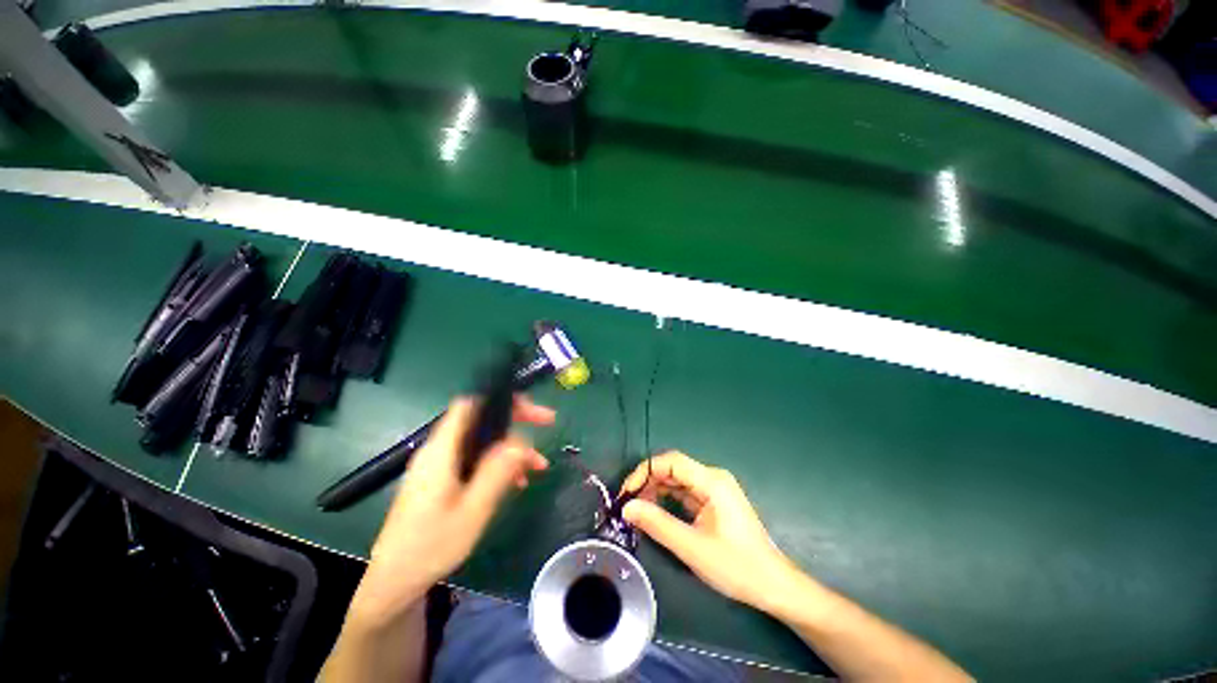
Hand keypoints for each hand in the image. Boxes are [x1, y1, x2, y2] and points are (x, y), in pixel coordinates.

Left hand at [349, 396, 554, 626]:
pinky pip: (476, 459)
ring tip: (537, 467)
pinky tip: (516, 483)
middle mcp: (440, 450)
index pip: (471, 405)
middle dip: (516, 421)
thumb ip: (497, 471)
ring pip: (483, 442)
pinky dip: (498, 464)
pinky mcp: (442, 479)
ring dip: (512, 448)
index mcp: (442, 450)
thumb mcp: (473, 510)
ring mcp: (440, 465)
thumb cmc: (431, 546)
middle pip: (482, 420)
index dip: (501, 399)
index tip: (530, 409)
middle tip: (547, 424)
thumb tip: (522, 441)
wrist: (394, 581)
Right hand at [620, 451, 798, 613]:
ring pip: (677, 480)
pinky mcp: (713, 501)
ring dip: (656, 492)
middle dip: (648, 482)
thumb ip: (657, 524)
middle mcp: (712, 477)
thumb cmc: (737, 567)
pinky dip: (667, 500)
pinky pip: (684, 492)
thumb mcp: (692, 547)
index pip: (671, 461)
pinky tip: (655, 513)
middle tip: (628, 504)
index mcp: (711, 481)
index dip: (645, 471)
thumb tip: (627, 507)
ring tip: (637, 511)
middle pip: (673, 469)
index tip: (627, 491)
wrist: (773, 585)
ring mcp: (714, 489)